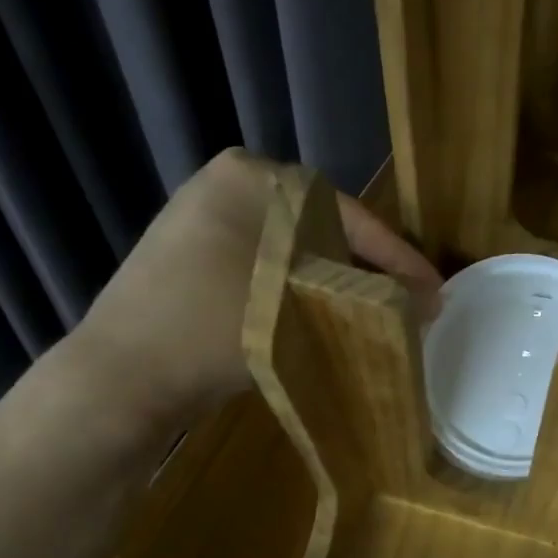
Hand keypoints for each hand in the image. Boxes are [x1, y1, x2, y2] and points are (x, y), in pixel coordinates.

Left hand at [61, 148, 440, 436]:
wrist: (121, 380)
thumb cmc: (213, 327)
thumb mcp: (300, 304)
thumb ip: (368, 295)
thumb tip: (424, 303)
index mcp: (250, 177)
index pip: (345, 215)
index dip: (397, 258)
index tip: (436, 292)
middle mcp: (226, 189)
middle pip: (324, 232)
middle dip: (370, 272)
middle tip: (412, 306)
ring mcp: (205, 227)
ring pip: (297, 256)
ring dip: (339, 286)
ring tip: (380, 318)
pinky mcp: (196, 266)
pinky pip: (269, 274)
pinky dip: (303, 296)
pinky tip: (328, 320)